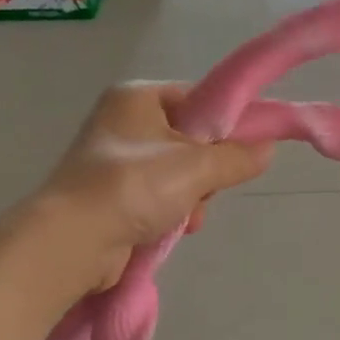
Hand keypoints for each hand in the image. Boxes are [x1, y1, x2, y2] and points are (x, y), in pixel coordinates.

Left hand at [40, 84, 271, 290]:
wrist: (72, 241)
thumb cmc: (135, 186)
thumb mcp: (197, 166)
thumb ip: (237, 156)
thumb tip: (267, 149)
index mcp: (137, 97)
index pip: (198, 98)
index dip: (226, 122)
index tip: (246, 147)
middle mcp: (122, 122)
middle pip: (190, 139)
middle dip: (207, 170)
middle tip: (207, 187)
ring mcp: (113, 161)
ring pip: (178, 173)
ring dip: (193, 197)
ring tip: (188, 215)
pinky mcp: (110, 196)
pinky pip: (158, 197)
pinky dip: (172, 212)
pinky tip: (174, 228)